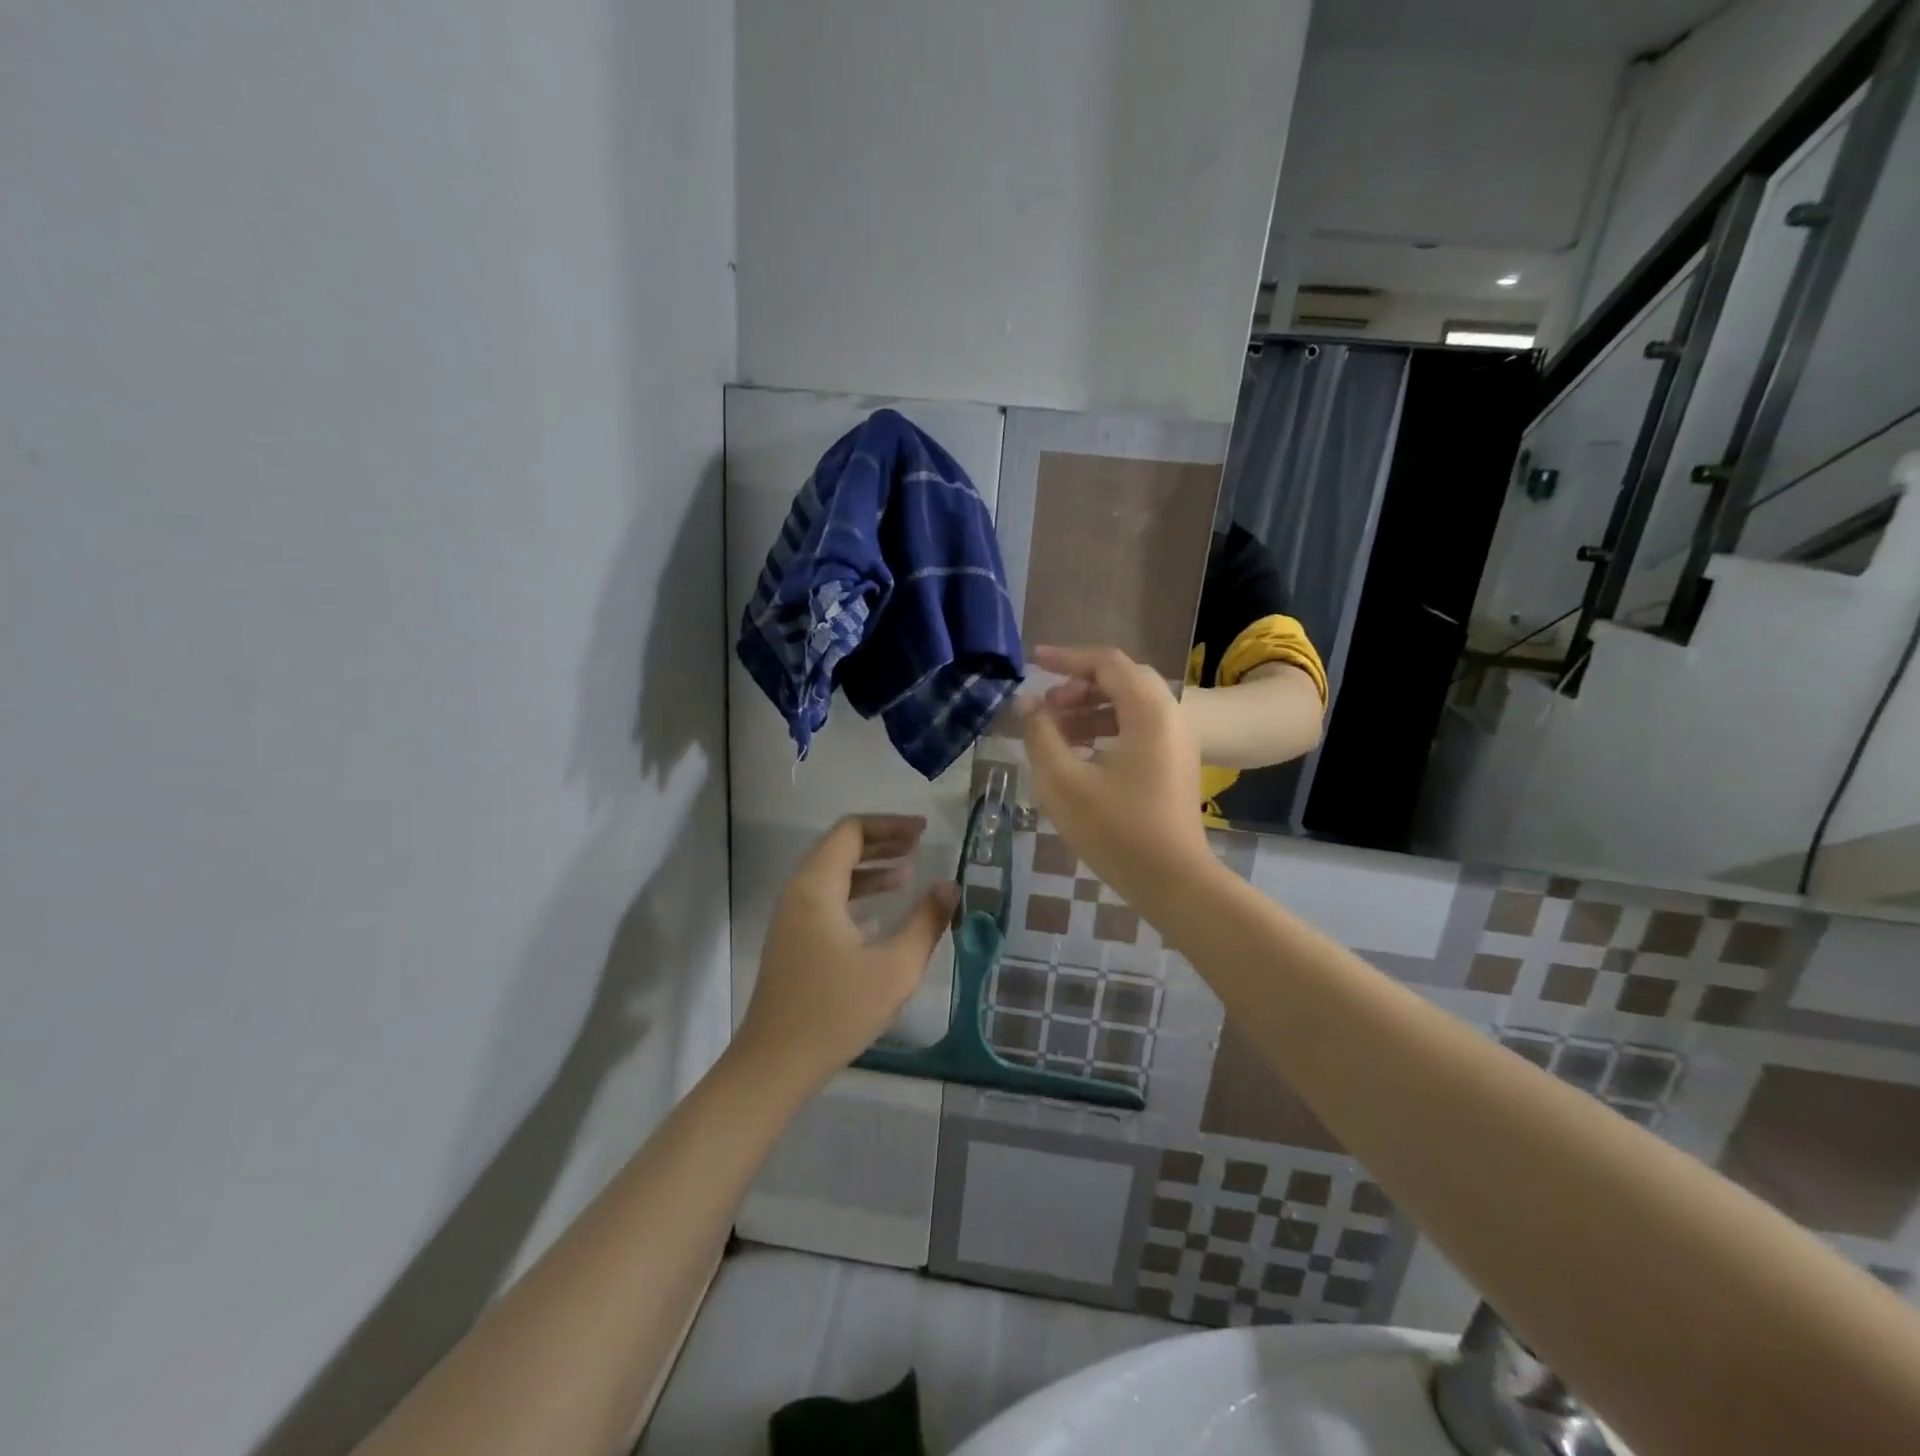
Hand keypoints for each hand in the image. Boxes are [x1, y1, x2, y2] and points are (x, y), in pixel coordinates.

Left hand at [736, 815, 957, 1090]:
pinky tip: (881, 916)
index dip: (889, 826)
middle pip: (839, 849)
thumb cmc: (836, 1011)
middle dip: (881, 843)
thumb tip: (950, 887)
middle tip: (919, 846)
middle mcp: (798, 894)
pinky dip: (855, 896)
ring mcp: (792, 920)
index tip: (923, 832)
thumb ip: (926, 922)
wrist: (775, 1064)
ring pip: (832, 877)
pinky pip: (826, 902)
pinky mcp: (793, 943)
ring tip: (907, 875)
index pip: (851, 832)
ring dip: (869, 870)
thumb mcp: (895, 967)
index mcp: (816, 888)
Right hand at [1020, 645, 1215, 900]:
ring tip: (1054, 731)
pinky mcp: (1175, 762)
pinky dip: (1106, 728)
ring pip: (1129, 704)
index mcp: (1148, 711)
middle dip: (1077, 686)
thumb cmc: (1116, 831)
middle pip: (1120, 679)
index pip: (1106, 662)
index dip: (1066, 658)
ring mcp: (1177, 739)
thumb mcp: (1064, 782)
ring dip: (1090, 708)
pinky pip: (1138, 727)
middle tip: (1044, 706)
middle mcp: (1170, 714)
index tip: (1032, 663)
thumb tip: (1026, 703)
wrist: (1174, 880)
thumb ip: (1041, 735)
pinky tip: (1080, 753)